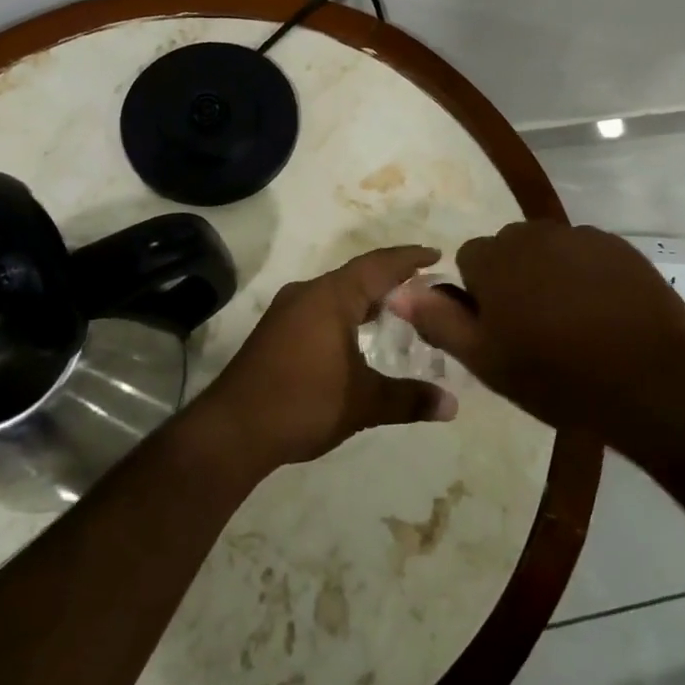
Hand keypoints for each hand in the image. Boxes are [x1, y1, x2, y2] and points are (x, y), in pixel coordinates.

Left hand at [201, 245, 457, 470]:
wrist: (232, 430)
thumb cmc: (303, 403)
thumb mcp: (363, 403)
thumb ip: (409, 399)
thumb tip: (452, 405)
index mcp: (331, 296)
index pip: (378, 265)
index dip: (409, 258)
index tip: (436, 254)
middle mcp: (308, 293)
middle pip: (357, 275)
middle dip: (390, 277)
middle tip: (423, 285)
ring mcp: (287, 311)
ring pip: (336, 292)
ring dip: (366, 296)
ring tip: (397, 308)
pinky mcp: (275, 331)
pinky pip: (320, 308)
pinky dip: (346, 312)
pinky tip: (356, 335)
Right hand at [391, 221, 684, 435]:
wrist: (650, 379)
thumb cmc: (557, 375)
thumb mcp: (486, 360)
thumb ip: (438, 320)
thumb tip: (398, 291)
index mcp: (495, 258)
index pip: (469, 260)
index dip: (479, 296)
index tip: (499, 330)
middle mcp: (533, 234)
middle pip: (509, 249)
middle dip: (512, 278)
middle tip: (534, 328)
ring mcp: (580, 236)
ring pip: (547, 249)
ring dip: (548, 274)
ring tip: (571, 322)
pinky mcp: (618, 246)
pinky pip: (586, 253)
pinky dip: (586, 274)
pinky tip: (603, 312)